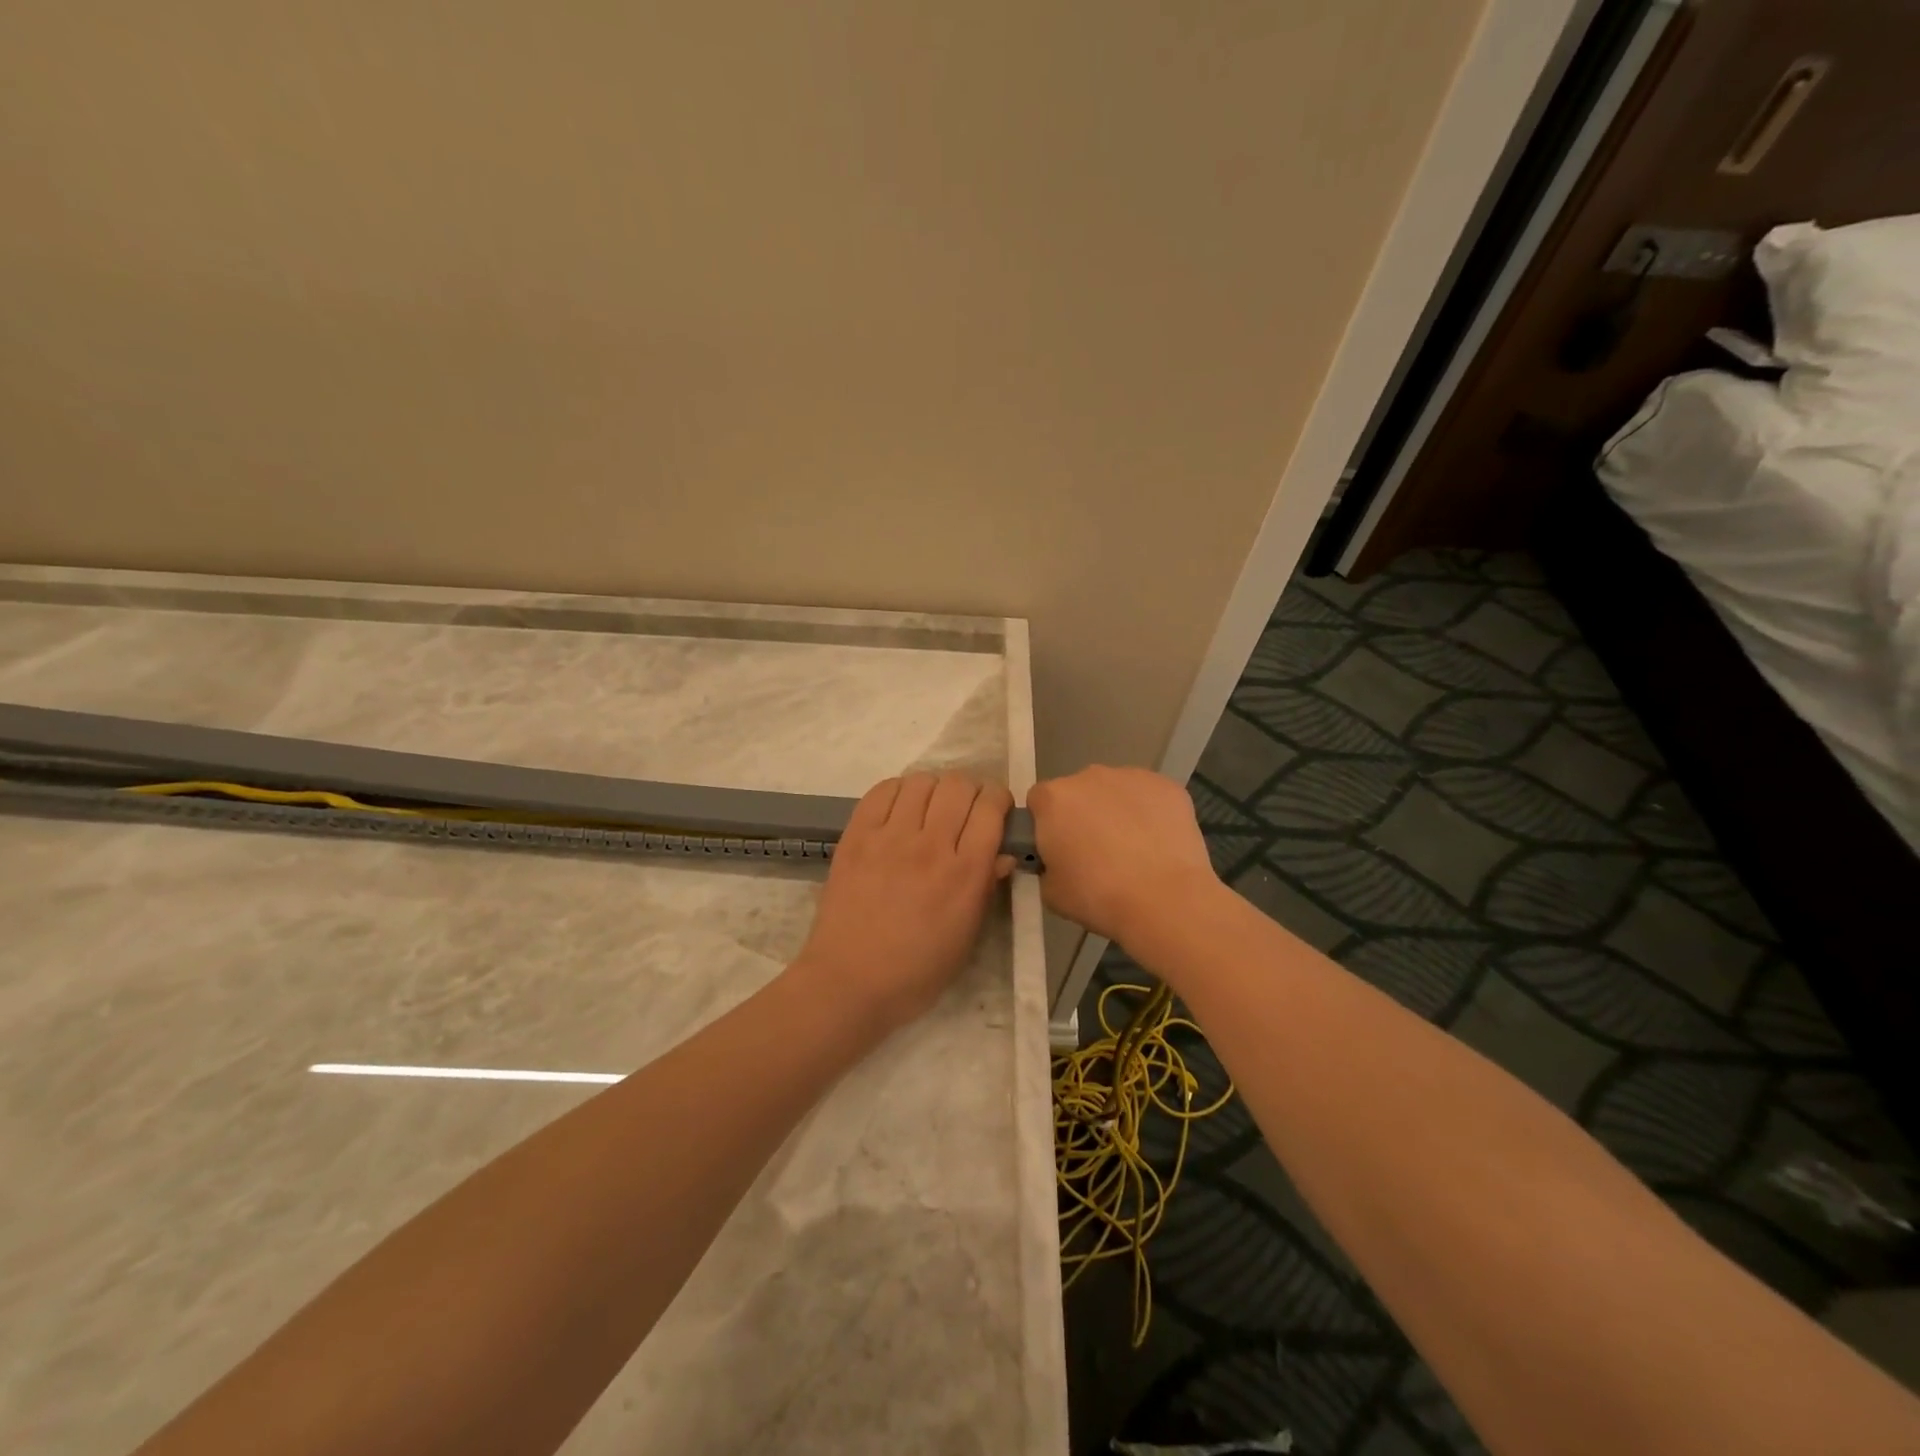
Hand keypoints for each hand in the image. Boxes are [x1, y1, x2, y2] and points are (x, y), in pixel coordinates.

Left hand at [795, 772, 1014, 1032]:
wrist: (849, 983)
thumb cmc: (916, 972)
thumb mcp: (966, 938)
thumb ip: (987, 888)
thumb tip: (1002, 853)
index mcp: (964, 874)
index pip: (990, 808)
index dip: (999, 799)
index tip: (996, 809)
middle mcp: (930, 846)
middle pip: (958, 785)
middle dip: (971, 789)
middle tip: (965, 808)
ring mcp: (889, 837)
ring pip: (922, 781)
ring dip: (934, 788)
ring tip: (930, 807)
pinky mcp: (856, 836)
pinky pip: (882, 790)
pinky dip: (898, 790)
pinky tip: (900, 808)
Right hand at [1026, 765, 1221, 947]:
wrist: (1164, 900)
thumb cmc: (1097, 896)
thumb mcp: (1049, 890)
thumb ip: (1046, 863)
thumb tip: (1059, 859)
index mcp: (1054, 798)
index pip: (1039, 801)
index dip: (1046, 824)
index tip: (1057, 848)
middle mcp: (1089, 777)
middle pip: (1078, 792)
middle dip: (1082, 815)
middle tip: (1095, 853)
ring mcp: (1131, 777)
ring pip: (1114, 791)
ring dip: (1116, 811)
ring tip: (1133, 850)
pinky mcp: (1167, 786)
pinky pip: (1149, 796)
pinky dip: (1149, 813)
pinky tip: (1158, 843)